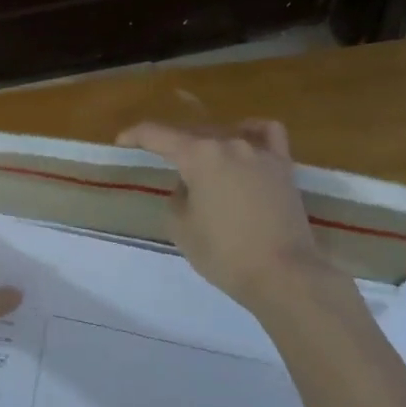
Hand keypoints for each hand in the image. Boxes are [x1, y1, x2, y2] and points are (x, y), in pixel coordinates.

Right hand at [116, 119, 331, 308]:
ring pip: (226, 134)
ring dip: (208, 145)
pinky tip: (244, 143)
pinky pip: (266, 134)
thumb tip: (189, 185)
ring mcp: (260, 152)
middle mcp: (229, 143)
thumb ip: (178, 198)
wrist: (282, 274)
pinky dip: (251, 133)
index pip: (158, 135)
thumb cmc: (224, 254)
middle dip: (172, 145)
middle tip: (160, 161)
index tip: (122, 142)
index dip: (135, 136)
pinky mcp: (284, 166)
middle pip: (192, 134)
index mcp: (199, 155)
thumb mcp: (182, 229)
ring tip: (201, 163)